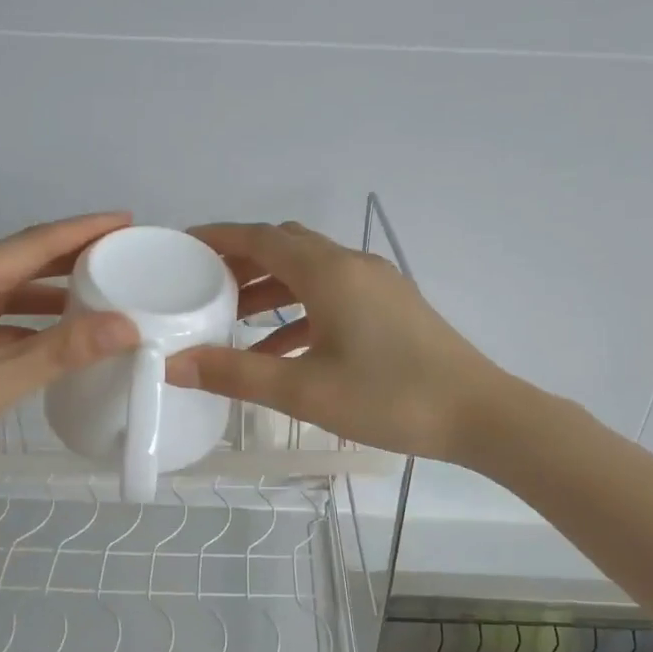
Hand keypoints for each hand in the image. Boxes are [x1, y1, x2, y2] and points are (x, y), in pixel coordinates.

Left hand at [0, 212, 139, 489]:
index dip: (82, 230)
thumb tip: (127, 325)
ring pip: (0, 290)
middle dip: (68, 257)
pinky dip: (20, 321)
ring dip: (45, 292)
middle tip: (118, 256)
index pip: (33, 243)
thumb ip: (63, 352)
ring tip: (93, 296)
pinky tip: (45, 338)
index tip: (125, 220)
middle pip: (16, 261)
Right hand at [166, 221, 512, 462]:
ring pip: (309, 273)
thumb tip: (174, 365)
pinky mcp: (391, 308)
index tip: (182, 246)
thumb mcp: (304, 390)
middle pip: (285, 248)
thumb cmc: (389, 398)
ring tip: (230, 320)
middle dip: (240, 263)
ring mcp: (376, 285)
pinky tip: (280, 349)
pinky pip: (333, 297)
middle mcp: (352, 265)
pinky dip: (300, 313)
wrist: (478, 414)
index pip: (260, 237)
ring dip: (269, 290)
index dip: (218, 237)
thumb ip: (235, 374)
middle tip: (201, 286)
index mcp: (329, 272)